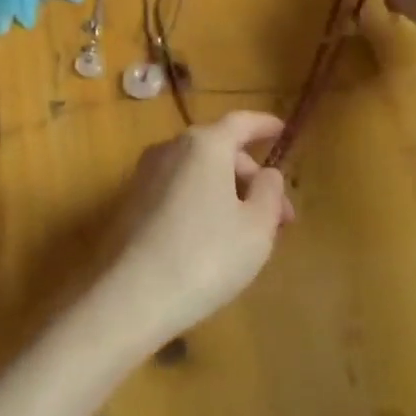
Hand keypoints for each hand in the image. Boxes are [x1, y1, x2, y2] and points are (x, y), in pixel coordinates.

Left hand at [91, 112, 291, 354]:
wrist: (134, 293)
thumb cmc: (207, 255)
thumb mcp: (256, 227)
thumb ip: (269, 193)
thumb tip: (267, 173)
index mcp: (204, 144)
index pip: (240, 122)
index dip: (264, 125)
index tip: (282, 130)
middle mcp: (170, 148)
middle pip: (219, 149)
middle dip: (251, 176)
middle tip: (279, 216)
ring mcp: (146, 173)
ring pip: (198, 171)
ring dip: (227, 191)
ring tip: (249, 231)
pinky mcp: (132, 200)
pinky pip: (178, 187)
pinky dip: (201, 199)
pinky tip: (213, 236)